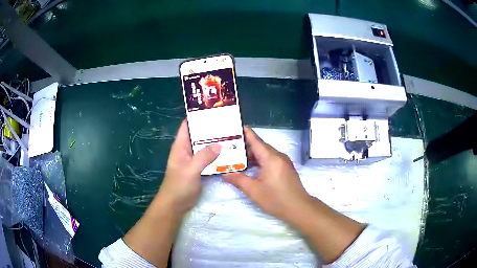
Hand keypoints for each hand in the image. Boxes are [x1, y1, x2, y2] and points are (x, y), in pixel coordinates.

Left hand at [157, 119, 220, 215]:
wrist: (175, 205)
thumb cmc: (179, 186)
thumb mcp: (190, 170)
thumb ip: (204, 156)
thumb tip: (220, 144)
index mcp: (180, 146)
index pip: (187, 125)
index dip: (197, 117)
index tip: (213, 111)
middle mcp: (187, 150)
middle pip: (198, 135)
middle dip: (211, 129)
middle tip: (228, 124)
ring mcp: (193, 160)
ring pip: (205, 147)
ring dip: (215, 143)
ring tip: (232, 136)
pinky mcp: (199, 169)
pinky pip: (209, 158)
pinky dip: (217, 155)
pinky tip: (228, 153)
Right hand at [223, 127, 310, 221]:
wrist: (298, 208)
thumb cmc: (276, 199)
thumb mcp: (254, 190)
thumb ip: (238, 180)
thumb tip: (225, 174)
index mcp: (271, 158)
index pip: (256, 140)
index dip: (245, 133)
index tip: (235, 126)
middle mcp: (278, 156)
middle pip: (260, 146)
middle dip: (245, 146)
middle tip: (230, 146)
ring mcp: (284, 162)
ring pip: (265, 153)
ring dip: (252, 155)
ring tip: (237, 157)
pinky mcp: (285, 168)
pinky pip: (270, 159)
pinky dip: (260, 161)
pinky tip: (251, 167)